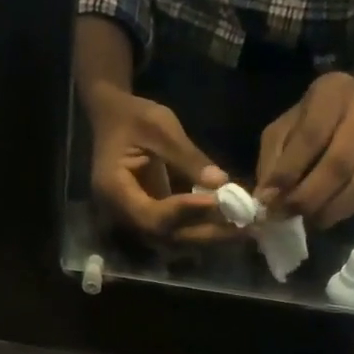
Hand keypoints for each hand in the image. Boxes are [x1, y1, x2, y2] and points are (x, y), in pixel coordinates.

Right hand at [88, 84, 240, 242]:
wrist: (112, 116)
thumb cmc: (132, 116)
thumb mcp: (160, 127)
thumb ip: (188, 157)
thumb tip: (221, 183)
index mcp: (114, 189)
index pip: (152, 215)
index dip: (185, 212)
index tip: (218, 201)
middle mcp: (121, 213)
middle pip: (165, 235)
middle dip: (204, 231)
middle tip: (241, 225)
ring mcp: (134, 218)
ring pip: (173, 238)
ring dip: (207, 234)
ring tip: (240, 226)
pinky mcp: (150, 216)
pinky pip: (176, 229)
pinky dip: (201, 226)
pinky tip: (228, 220)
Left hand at [256, 73, 353, 228]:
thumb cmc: (309, 119)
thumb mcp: (282, 128)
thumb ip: (273, 160)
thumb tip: (266, 198)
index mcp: (332, 93)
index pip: (312, 136)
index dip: (289, 170)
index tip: (268, 197)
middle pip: (339, 163)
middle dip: (307, 196)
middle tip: (284, 215)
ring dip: (326, 209)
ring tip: (302, 221)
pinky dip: (340, 212)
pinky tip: (320, 219)